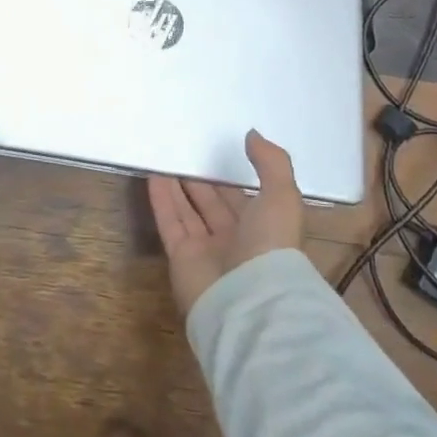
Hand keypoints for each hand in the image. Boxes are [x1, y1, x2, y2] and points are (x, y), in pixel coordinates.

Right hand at [148, 131, 304, 315]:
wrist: (249, 301)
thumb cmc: (271, 245)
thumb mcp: (283, 196)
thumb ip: (271, 162)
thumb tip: (252, 135)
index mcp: (263, 229)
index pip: (241, 198)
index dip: (228, 177)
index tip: (214, 153)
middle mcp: (235, 240)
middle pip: (212, 205)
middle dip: (200, 182)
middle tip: (184, 153)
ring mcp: (207, 251)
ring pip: (189, 212)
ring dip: (177, 187)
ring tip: (163, 158)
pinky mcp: (182, 258)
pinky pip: (170, 222)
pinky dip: (161, 200)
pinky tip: (153, 176)